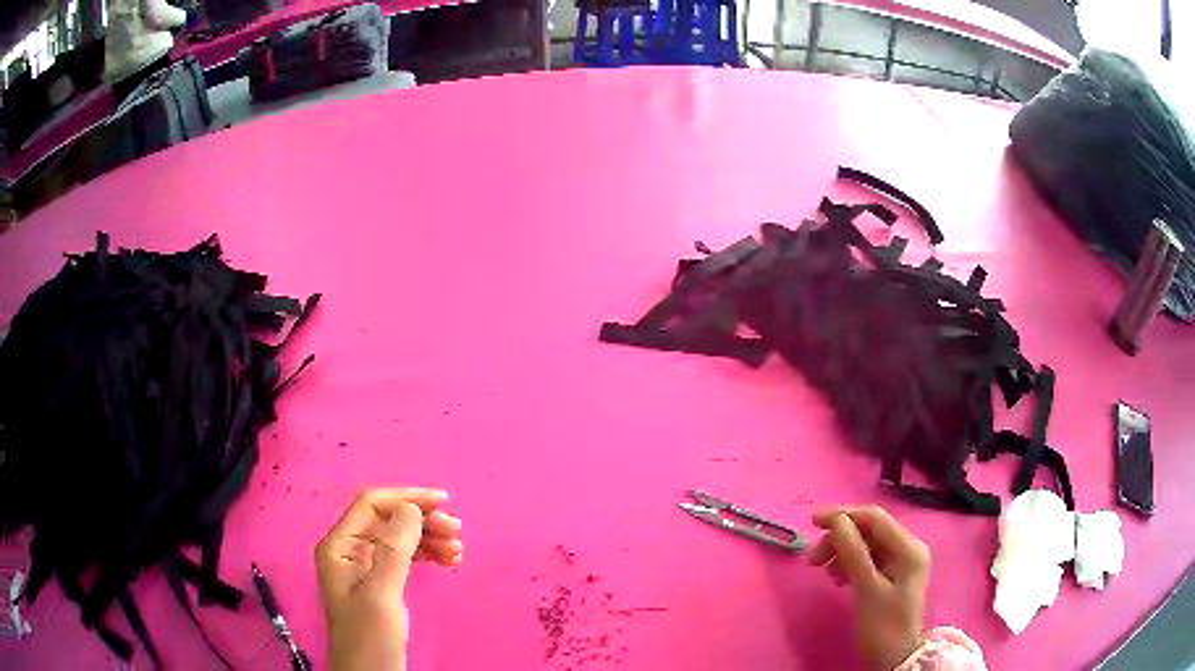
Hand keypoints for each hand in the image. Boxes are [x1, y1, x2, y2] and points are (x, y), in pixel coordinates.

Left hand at [315, 488, 463, 670]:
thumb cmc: (370, 637)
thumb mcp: (381, 595)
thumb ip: (393, 551)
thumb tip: (411, 508)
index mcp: (340, 546)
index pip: (371, 506)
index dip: (406, 498)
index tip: (444, 503)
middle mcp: (350, 550)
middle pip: (387, 520)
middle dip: (422, 521)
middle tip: (457, 532)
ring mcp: (365, 567)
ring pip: (399, 538)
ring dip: (428, 538)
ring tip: (457, 550)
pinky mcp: (380, 583)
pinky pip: (405, 557)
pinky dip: (426, 555)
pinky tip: (447, 560)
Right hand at [809, 506, 929, 670]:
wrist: (895, 659)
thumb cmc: (883, 625)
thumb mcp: (867, 589)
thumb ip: (853, 552)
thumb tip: (836, 520)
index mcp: (908, 547)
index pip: (875, 518)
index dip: (843, 515)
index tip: (812, 522)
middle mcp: (908, 548)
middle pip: (870, 530)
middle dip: (840, 538)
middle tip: (813, 559)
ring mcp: (901, 561)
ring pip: (866, 544)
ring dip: (842, 552)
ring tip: (823, 571)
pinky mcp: (892, 574)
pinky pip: (867, 559)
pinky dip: (849, 563)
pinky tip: (838, 578)